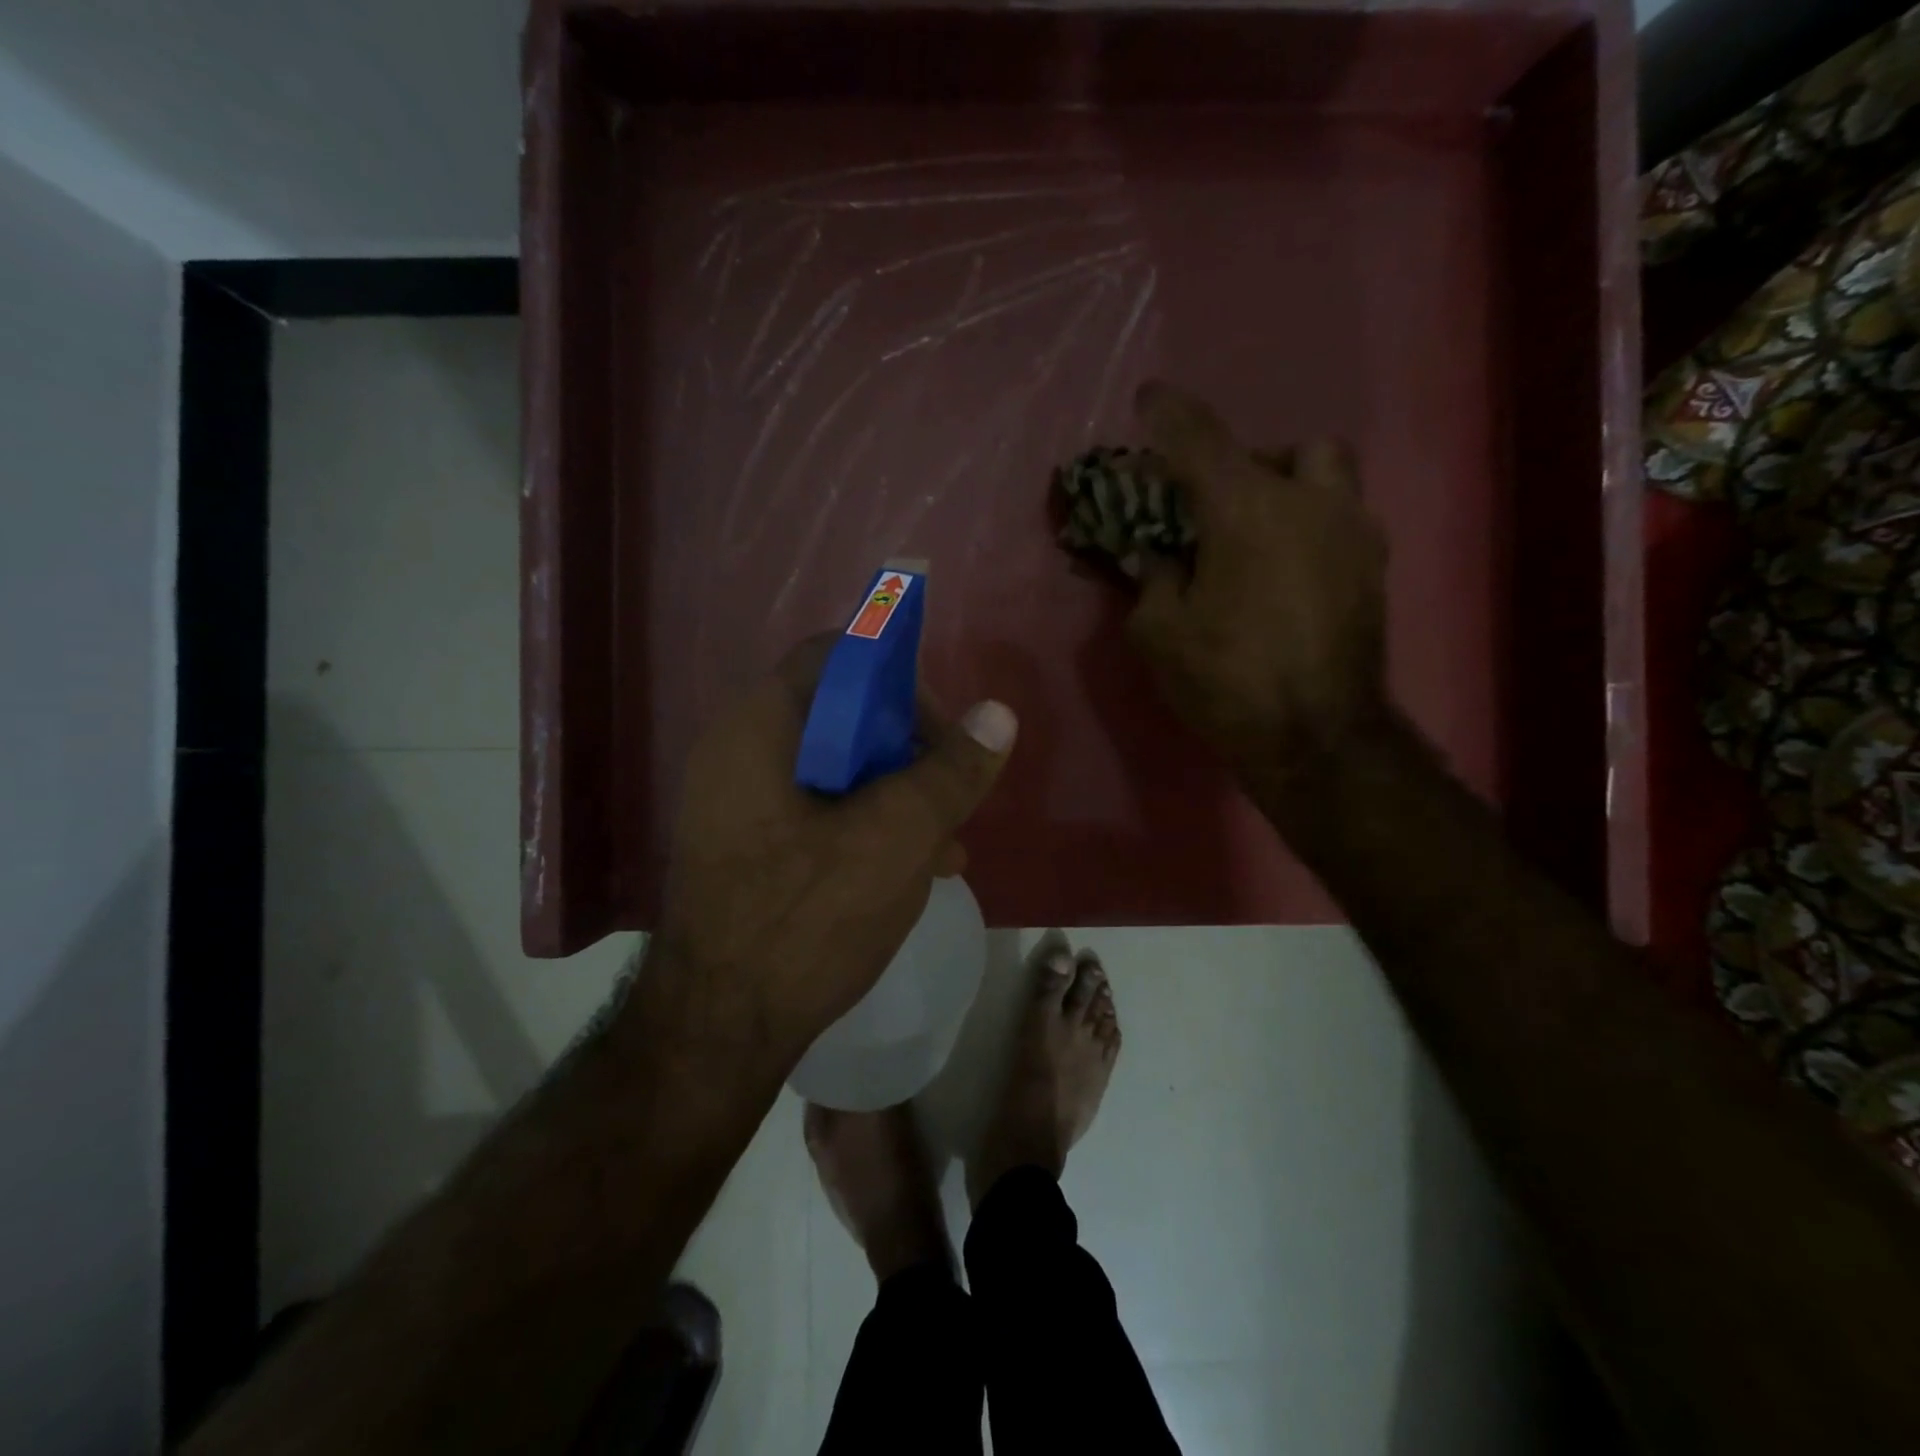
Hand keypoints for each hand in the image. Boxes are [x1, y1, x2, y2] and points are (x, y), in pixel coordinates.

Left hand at [650, 635, 1016, 1063]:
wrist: (716, 1035)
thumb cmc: (805, 921)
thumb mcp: (896, 838)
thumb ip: (950, 772)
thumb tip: (998, 714)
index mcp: (758, 730)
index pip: (834, 657)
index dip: (897, 679)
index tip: (940, 732)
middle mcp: (738, 754)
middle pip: (840, 716)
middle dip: (908, 752)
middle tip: (950, 795)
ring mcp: (739, 806)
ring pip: (836, 772)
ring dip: (897, 797)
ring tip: (946, 846)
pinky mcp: (749, 849)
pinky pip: (818, 814)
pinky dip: (867, 828)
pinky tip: (911, 873)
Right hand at [1127, 382, 1388, 790]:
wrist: (1316, 737)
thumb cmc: (1227, 681)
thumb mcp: (1160, 633)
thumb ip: (1153, 580)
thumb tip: (1161, 557)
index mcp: (1245, 510)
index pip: (1198, 440)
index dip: (1167, 414)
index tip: (1148, 398)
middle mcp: (1308, 502)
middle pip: (1284, 447)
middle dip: (1246, 463)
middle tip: (1216, 503)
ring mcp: (1352, 532)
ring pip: (1329, 474)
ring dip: (1290, 486)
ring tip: (1259, 533)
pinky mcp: (1375, 568)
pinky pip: (1344, 519)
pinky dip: (1313, 526)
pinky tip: (1289, 570)